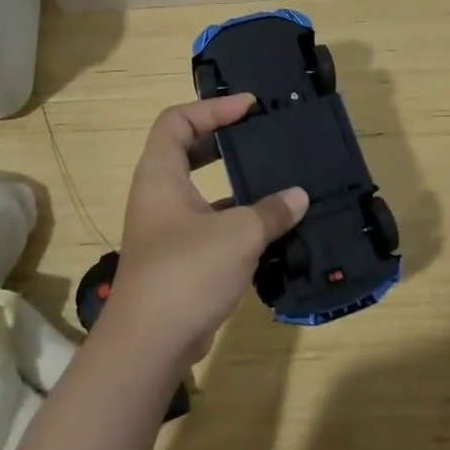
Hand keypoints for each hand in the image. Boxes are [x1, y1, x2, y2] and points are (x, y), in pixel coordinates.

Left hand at [103, 96, 308, 369]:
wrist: (150, 342)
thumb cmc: (188, 271)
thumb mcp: (238, 234)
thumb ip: (271, 211)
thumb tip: (298, 197)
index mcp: (160, 174)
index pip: (177, 120)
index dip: (212, 107)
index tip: (248, 107)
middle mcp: (158, 194)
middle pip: (186, 149)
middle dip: (222, 139)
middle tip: (259, 134)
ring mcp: (166, 228)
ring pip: (200, 189)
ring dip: (233, 182)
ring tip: (272, 177)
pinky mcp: (178, 258)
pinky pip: (209, 223)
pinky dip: (236, 219)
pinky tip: (270, 226)